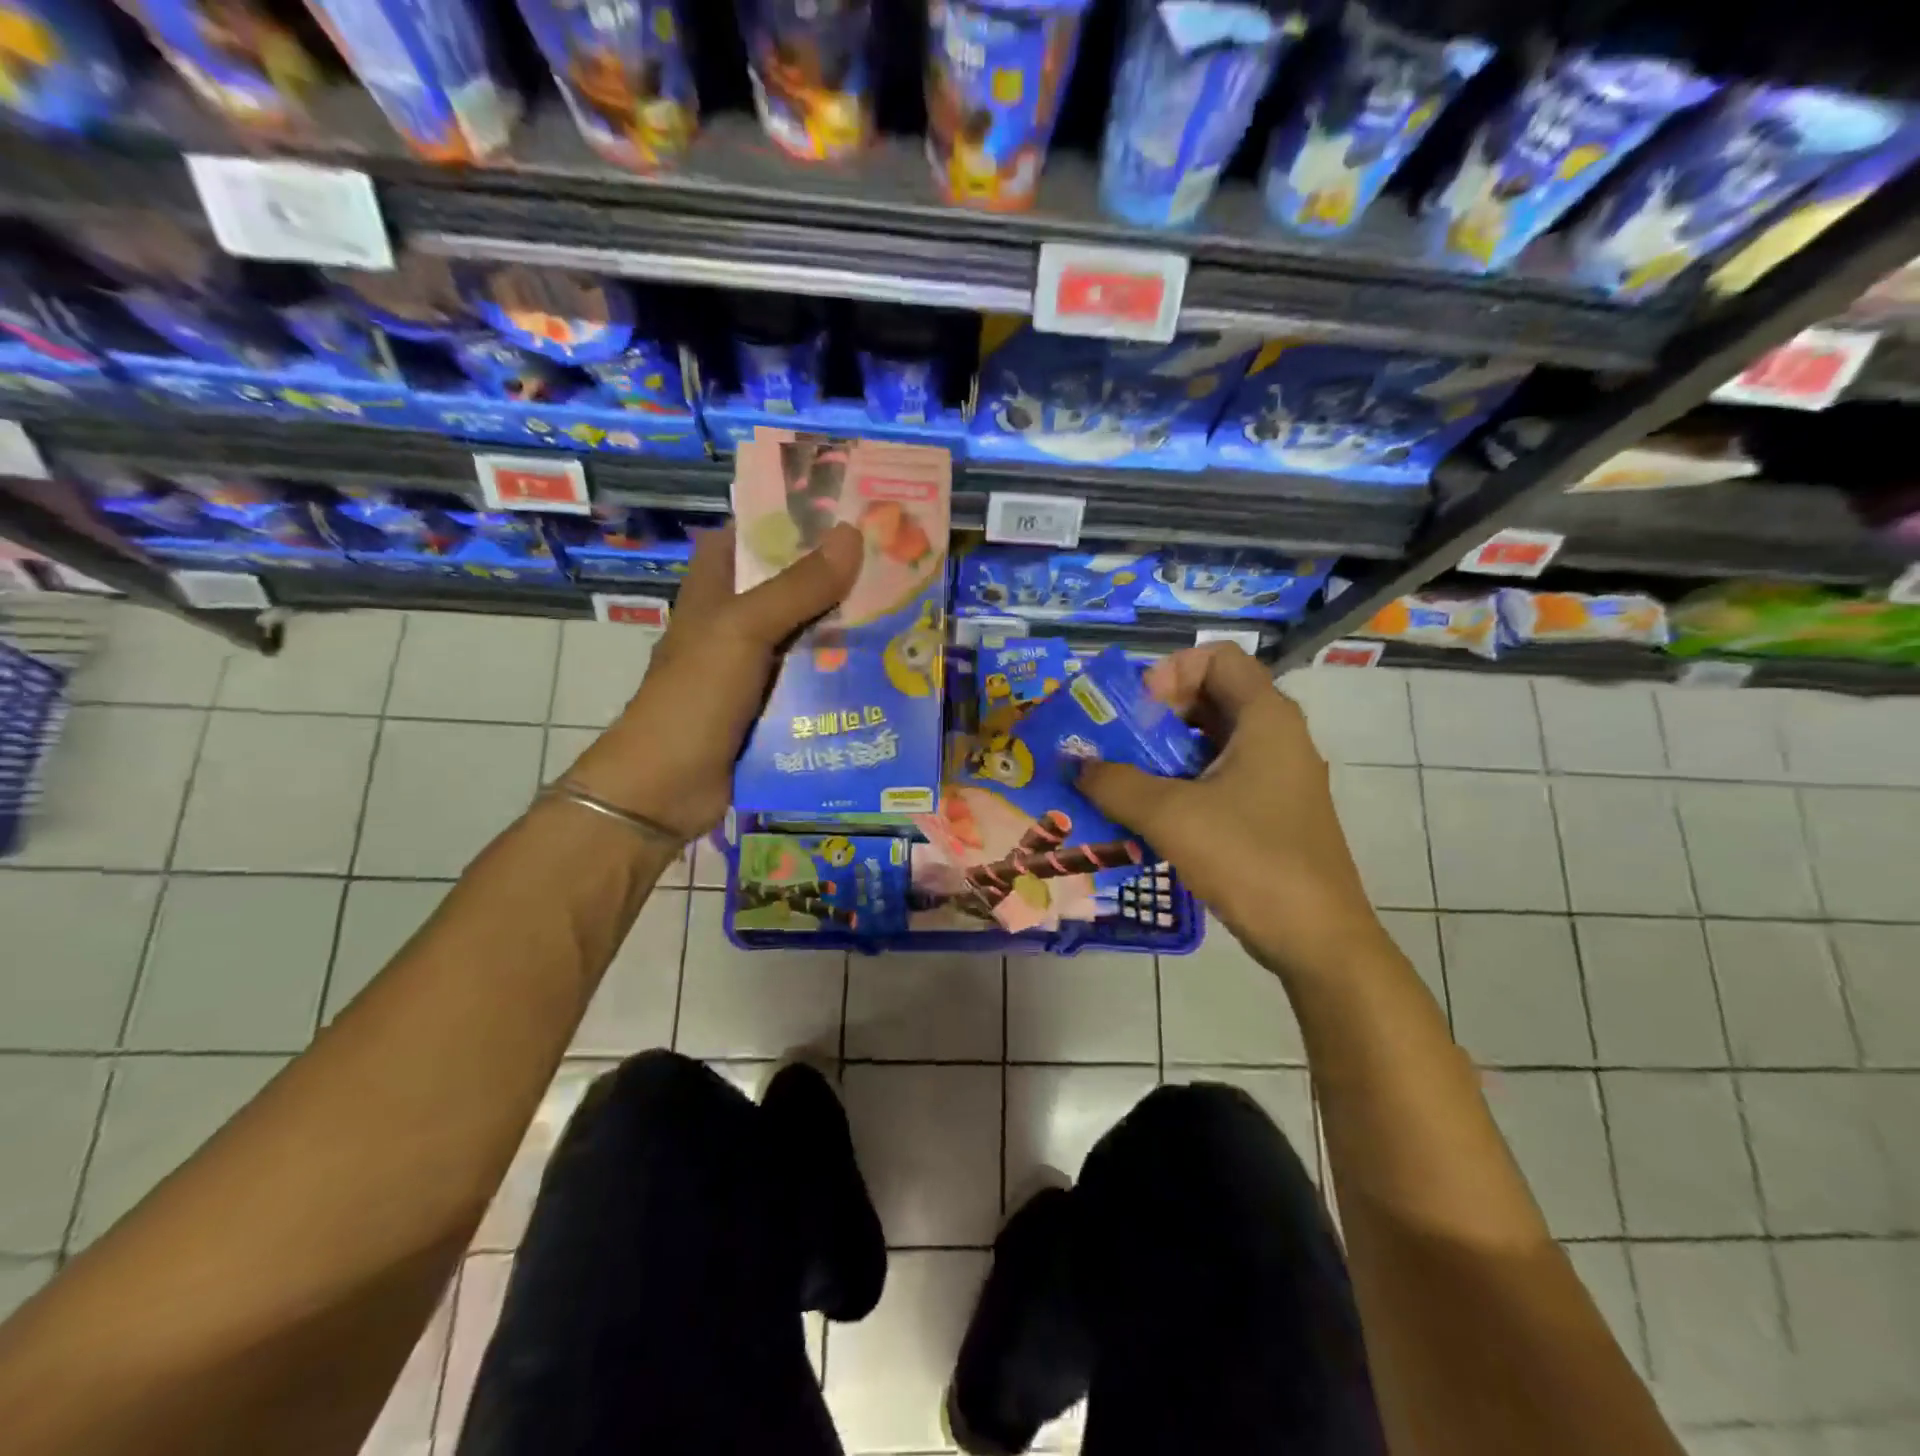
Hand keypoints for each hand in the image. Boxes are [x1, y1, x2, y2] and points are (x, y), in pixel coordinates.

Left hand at [562, 522, 862, 839]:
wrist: (666, 788)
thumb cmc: (695, 696)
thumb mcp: (744, 630)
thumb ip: (797, 587)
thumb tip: (853, 534)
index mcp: (715, 591)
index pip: (747, 536)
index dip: (787, 519)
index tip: (842, 510)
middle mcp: (734, 624)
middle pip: (788, 587)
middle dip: (834, 577)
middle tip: (893, 563)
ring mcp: (752, 669)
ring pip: (806, 637)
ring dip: (845, 630)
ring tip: (903, 613)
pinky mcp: (769, 709)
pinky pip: (812, 683)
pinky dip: (840, 677)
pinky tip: (883, 672)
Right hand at [1077, 643, 1387, 983]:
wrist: (1316, 938)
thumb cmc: (1250, 859)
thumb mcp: (1171, 816)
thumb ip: (1115, 783)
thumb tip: (1076, 767)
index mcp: (1266, 718)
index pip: (1217, 657)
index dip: (1171, 671)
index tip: (1137, 711)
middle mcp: (1276, 736)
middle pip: (1210, 697)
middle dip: (1155, 715)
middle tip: (1115, 745)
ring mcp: (1276, 777)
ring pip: (1210, 742)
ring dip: (1162, 754)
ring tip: (1121, 782)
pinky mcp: (1270, 812)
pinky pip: (1218, 778)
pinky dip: (1180, 784)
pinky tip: (1148, 816)